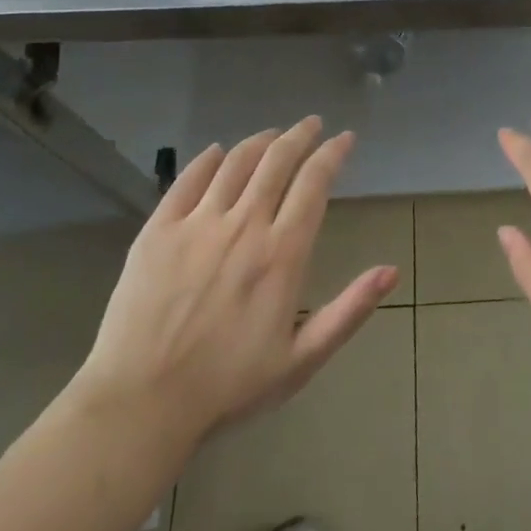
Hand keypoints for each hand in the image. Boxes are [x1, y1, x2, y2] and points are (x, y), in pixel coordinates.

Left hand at [70, 118, 397, 459]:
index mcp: (282, 253)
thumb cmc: (228, 387)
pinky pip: (187, 179)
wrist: (140, 406)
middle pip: (277, 161)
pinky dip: (207, 159)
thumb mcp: (301, 360)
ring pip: (235, 162)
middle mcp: (244, 226)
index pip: (314, 183)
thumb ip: (349, 311)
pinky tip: (217, 151)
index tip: (344, 138)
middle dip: (300, 135)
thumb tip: (391, 271)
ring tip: (273, 134)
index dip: (332, 154)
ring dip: (260, 141)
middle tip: (312, 124)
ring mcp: (197, 224)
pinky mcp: (158, 230)